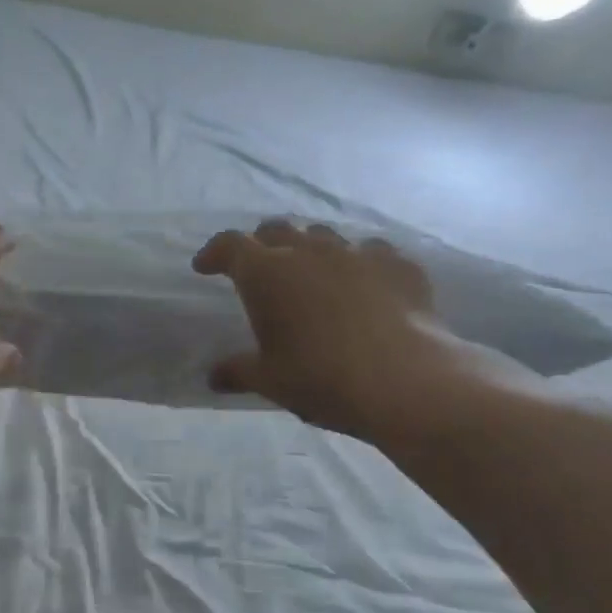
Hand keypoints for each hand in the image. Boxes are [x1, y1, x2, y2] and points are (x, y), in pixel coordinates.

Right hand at [193, 220, 482, 445]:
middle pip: (276, 230)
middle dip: (262, 245)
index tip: (205, 267)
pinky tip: (366, 286)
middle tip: (259, 268)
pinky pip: (372, 252)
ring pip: (324, 236)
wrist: (406, 382)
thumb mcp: (270, 381)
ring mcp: (357, 253)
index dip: (214, 253)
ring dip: (310, 250)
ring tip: (312, 275)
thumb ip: (238, 371)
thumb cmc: (322, 378)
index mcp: (266, 273)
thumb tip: (213, 377)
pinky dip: (359, 264)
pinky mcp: (399, 264)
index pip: (230, 245)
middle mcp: (308, 251)